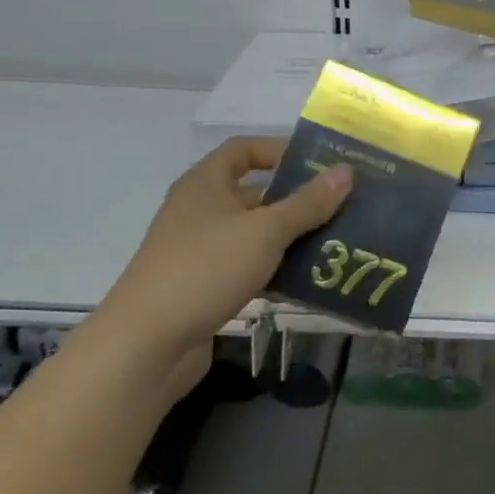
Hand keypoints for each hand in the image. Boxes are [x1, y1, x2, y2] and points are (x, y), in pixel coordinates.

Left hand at [92, 137, 351, 397]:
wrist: (147, 343)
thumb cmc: (205, 269)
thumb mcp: (265, 231)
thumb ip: (308, 203)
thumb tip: (347, 170)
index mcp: (206, 184)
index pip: (243, 149)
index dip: (280, 150)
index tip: (320, 163)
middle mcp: (201, 210)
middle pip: (255, 193)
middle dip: (297, 198)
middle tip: (342, 204)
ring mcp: (202, 249)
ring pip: (256, 233)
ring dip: (292, 236)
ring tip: (337, 241)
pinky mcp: (206, 284)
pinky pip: (250, 265)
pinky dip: (277, 268)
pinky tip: (310, 279)